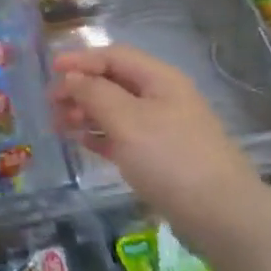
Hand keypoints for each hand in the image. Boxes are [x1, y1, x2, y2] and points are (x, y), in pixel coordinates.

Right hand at [51, 44, 262, 248]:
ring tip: (59, 124)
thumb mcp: (127, 120)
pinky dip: (101, 135)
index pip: (114, 56)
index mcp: (159, 79)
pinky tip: (83, 142)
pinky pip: (124, 136)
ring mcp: (163, 128)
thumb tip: (72, 77)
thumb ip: (95, 93)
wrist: (220, 214)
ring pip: (117, 110)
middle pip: (114, 82)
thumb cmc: (170, 158)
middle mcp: (162, 97)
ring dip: (87, 112)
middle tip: (50, 104)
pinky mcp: (161, 156)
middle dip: (80, 88)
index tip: (50, 69)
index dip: (81, 59)